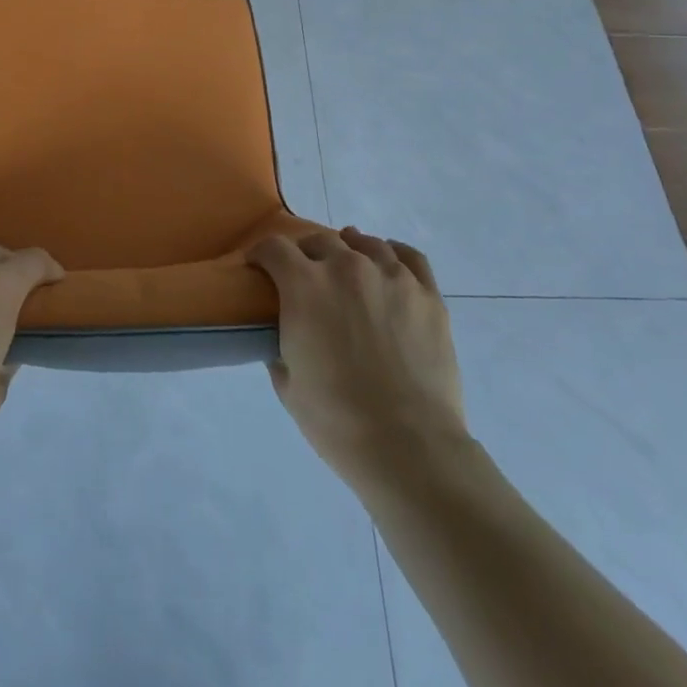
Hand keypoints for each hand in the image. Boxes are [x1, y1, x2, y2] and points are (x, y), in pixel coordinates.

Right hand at [250, 227, 467, 485]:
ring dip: (349, 250)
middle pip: (320, 240)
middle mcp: (346, 267)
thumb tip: (286, 337)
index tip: (259, 267)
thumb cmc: (337, 420)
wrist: (409, 446)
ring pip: (365, 243)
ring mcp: (392, 277)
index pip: (274, 248)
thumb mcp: (287, 385)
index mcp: (304, 285)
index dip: (261, 254)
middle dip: (306, 255)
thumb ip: (280, 347)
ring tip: (348, 268)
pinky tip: (389, 264)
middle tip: (306, 279)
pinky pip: (409, 256)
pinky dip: (394, 254)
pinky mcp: (428, 295)